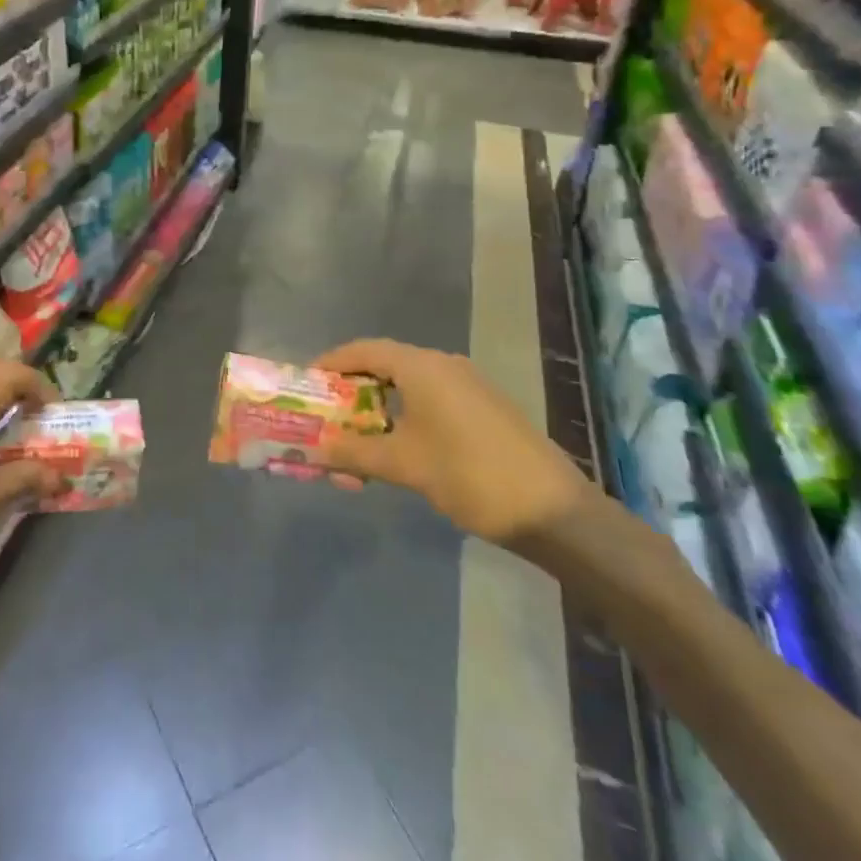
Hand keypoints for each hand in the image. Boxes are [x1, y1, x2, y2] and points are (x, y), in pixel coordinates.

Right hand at [312, 339, 593, 548]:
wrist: (553, 511)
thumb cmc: (469, 475)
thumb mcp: (404, 465)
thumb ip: (356, 452)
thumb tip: (318, 448)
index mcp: (422, 366)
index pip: (364, 350)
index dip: (332, 363)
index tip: (308, 382)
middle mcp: (444, 365)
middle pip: (385, 365)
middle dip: (353, 390)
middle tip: (327, 415)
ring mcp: (468, 386)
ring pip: (409, 386)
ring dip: (379, 409)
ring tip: (357, 439)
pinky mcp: (484, 408)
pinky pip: (431, 400)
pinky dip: (405, 417)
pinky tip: (398, 449)